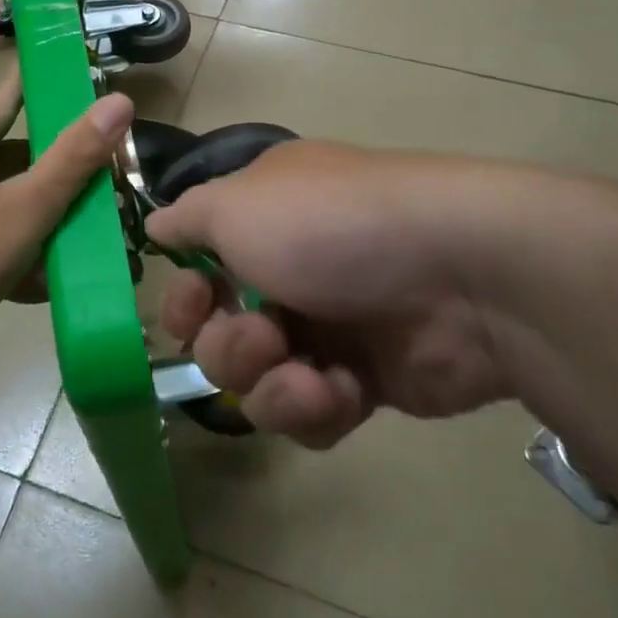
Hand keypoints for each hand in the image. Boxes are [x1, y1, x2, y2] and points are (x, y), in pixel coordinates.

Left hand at [0, 70, 133, 362]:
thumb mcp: (24, 212)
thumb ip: (73, 160)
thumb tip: (118, 102)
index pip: (5, 97)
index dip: (38, 85)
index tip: (65, 76)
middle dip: (38, 167)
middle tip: (78, 183)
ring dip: (15, 209)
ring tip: (53, 236)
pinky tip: (11, 274)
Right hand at [145, 141, 514, 447]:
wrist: (461, 275)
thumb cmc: (331, 226)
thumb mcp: (239, 203)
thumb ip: (186, 217)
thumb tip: (155, 226)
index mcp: (262, 224)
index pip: (198, 270)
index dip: (184, 297)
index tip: (193, 305)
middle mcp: (288, 274)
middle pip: (220, 336)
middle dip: (229, 347)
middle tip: (263, 337)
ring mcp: (329, 329)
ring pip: (259, 384)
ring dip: (272, 385)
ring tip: (309, 375)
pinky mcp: (364, 382)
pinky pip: (309, 415)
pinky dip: (318, 407)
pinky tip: (346, 389)